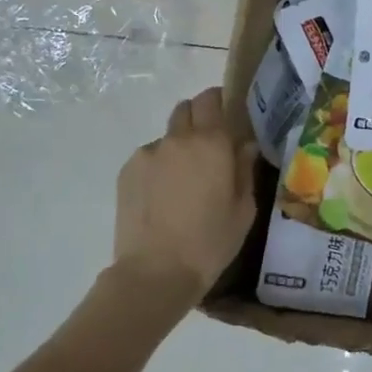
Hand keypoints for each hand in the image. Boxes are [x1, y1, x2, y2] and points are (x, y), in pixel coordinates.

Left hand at [114, 87, 258, 298]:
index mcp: (211, 143)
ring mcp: (147, 154)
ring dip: (179, 146)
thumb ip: (245, 169)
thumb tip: (244, 145)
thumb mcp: (244, 209)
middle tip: (209, 147)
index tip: (228, 116)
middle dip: (199, 119)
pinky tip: (164, 196)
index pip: (211, 99)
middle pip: (186, 109)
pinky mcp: (126, 172)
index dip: (220, 102)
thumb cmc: (211, 242)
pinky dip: (159, 166)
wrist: (156, 272)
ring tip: (184, 181)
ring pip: (167, 136)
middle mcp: (177, 139)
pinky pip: (149, 157)